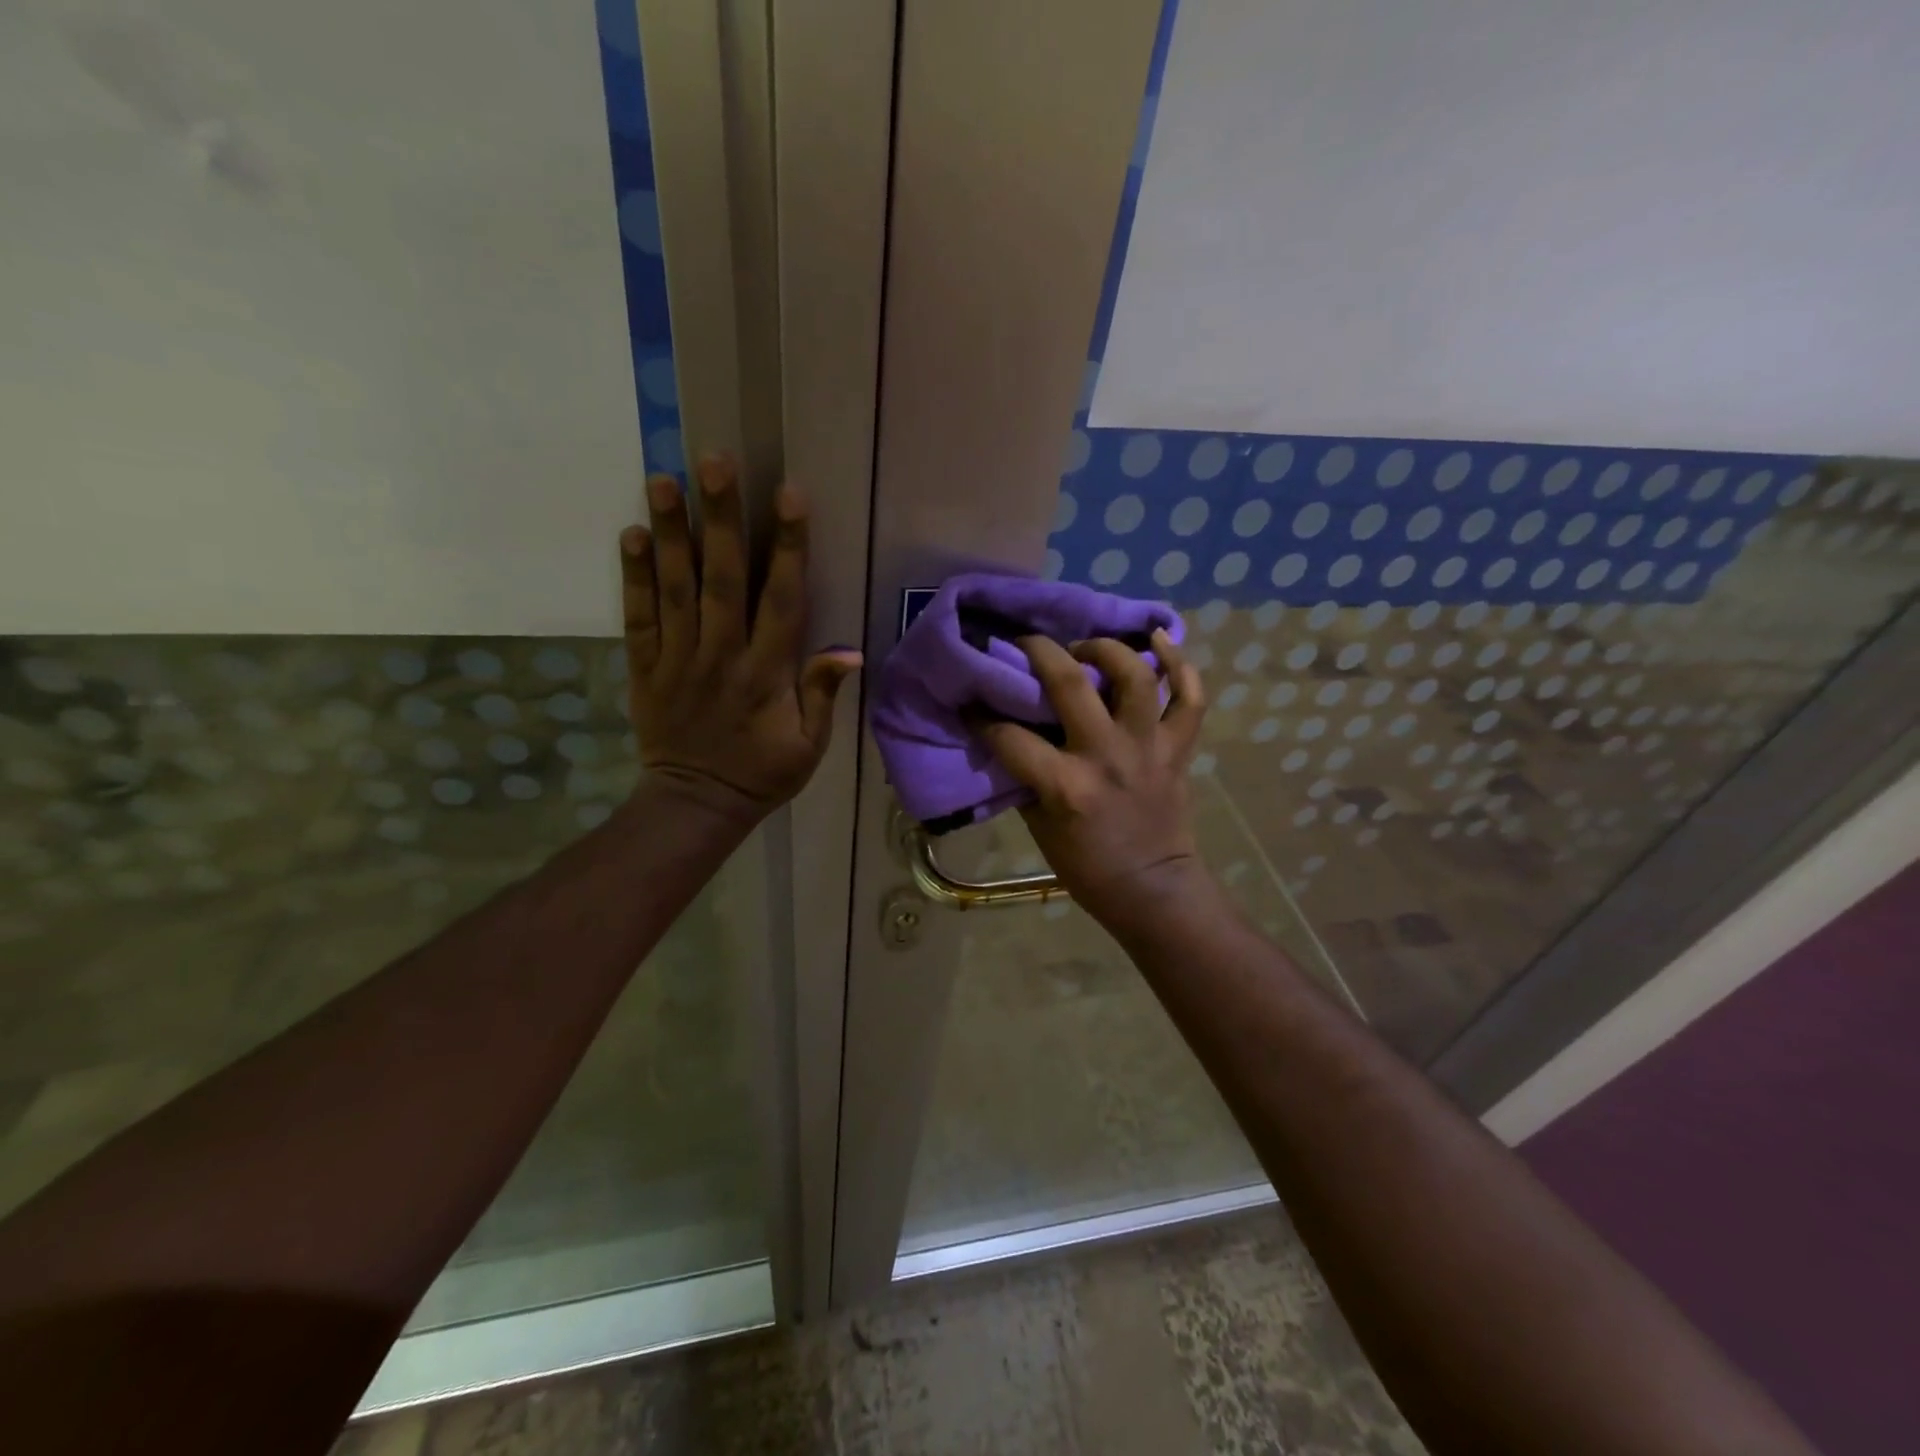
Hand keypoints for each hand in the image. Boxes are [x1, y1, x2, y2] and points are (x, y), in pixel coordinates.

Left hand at [622, 455, 860, 825]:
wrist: (696, 805)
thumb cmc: (762, 773)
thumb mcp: (809, 746)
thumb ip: (822, 695)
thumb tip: (849, 650)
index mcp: (767, 673)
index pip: (781, 600)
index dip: (787, 547)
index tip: (789, 496)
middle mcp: (722, 655)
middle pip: (722, 579)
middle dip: (721, 519)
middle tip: (713, 462)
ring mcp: (678, 659)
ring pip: (675, 588)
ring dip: (670, 533)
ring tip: (663, 479)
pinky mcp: (645, 667)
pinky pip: (638, 617)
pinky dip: (633, 577)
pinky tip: (632, 535)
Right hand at [975, 630, 1209, 929]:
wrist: (1151, 888)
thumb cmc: (1086, 865)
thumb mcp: (1038, 826)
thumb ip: (1024, 777)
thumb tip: (1005, 736)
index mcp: (1065, 784)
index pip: (1010, 736)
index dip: (982, 716)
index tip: (972, 701)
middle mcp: (1106, 754)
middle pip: (1070, 682)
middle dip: (1039, 651)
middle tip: (1026, 644)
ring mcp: (1148, 747)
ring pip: (1135, 676)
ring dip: (1107, 649)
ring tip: (1088, 648)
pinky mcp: (1178, 748)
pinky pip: (1190, 698)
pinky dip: (1181, 664)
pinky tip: (1160, 639)